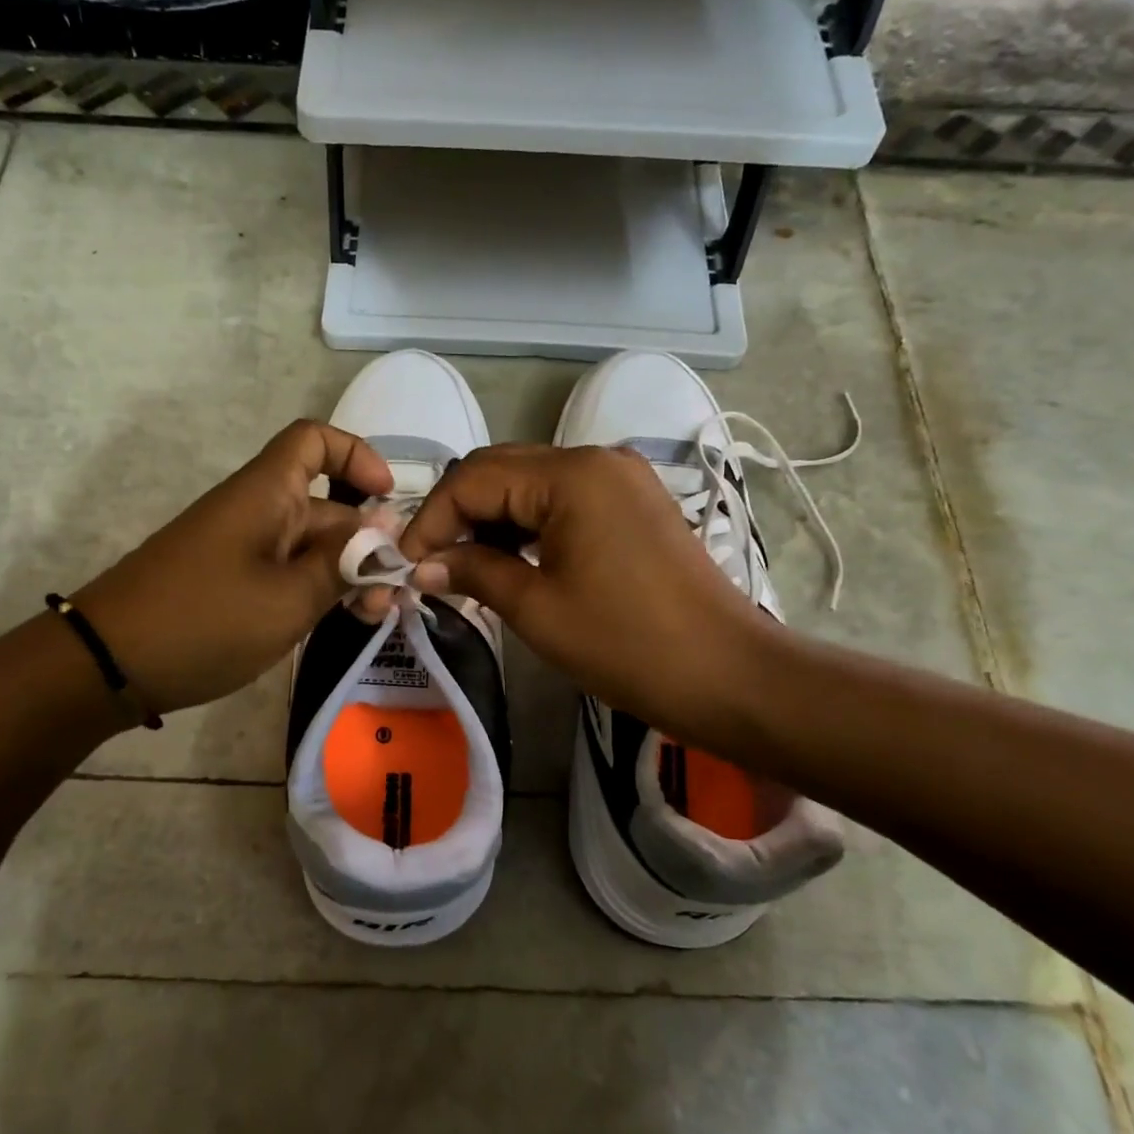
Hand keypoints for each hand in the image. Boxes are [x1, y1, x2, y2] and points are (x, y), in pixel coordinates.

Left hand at [71, 421, 391, 714]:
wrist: (108, 665)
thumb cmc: (204, 621)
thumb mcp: (289, 597)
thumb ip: (343, 562)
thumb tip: (384, 528)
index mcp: (266, 493)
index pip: (314, 441)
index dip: (357, 455)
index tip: (389, 499)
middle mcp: (256, 511)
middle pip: (325, 504)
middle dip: (366, 542)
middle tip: (393, 595)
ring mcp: (242, 549)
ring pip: (309, 546)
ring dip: (345, 573)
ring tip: (373, 617)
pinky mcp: (231, 582)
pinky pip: (286, 572)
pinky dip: (315, 591)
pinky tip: (337, 623)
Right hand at [398, 444, 774, 752]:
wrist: (729, 674)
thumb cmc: (628, 644)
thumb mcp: (537, 609)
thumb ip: (473, 573)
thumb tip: (422, 565)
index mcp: (571, 474)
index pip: (474, 478)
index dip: (431, 519)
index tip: (405, 564)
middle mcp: (595, 458)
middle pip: (501, 470)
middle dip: (457, 515)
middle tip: (429, 565)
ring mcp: (620, 478)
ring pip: (531, 484)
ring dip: (491, 519)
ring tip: (463, 568)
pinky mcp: (633, 502)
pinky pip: (563, 499)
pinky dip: (528, 525)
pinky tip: (509, 560)